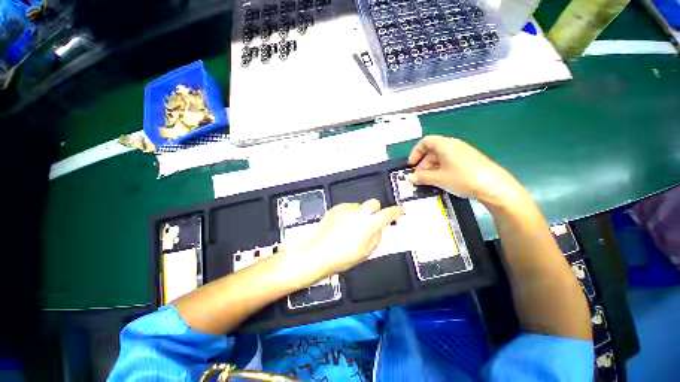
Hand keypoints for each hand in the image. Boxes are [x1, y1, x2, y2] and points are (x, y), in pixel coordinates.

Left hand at [283, 199, 402, 283]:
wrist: (317, 253)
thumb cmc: (343, 257)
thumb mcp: (366, 252)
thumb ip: (376, 237)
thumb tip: (379, 228)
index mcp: (369, 224)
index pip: (388, 214)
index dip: (396, 211)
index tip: (401, 210)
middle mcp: (359, 212)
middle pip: (374, 203)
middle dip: (376, 210)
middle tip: (372, 221)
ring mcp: (346, 209)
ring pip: (360, 206)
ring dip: (361, 214)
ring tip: (352, 228)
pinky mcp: (335, 208)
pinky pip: (348, 208)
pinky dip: (349, 214)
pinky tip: (341, 226)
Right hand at [408, 135, 518, 202]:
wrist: (494, 186)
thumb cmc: (462, 178)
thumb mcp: (439, 179)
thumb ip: (422, 177)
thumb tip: (410, 178)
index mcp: (445, 145)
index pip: (425, 142)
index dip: (415, 152)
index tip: (411, 165)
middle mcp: (454, 145)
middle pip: (432, 151)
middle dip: (422, 164)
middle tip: (419, 178)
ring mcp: (462, 153)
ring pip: (440, 158)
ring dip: (430, 169)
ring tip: (428, 182)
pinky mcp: (468, 161)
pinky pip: (449, 162)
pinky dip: (440, 170)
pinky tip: (440, 181)